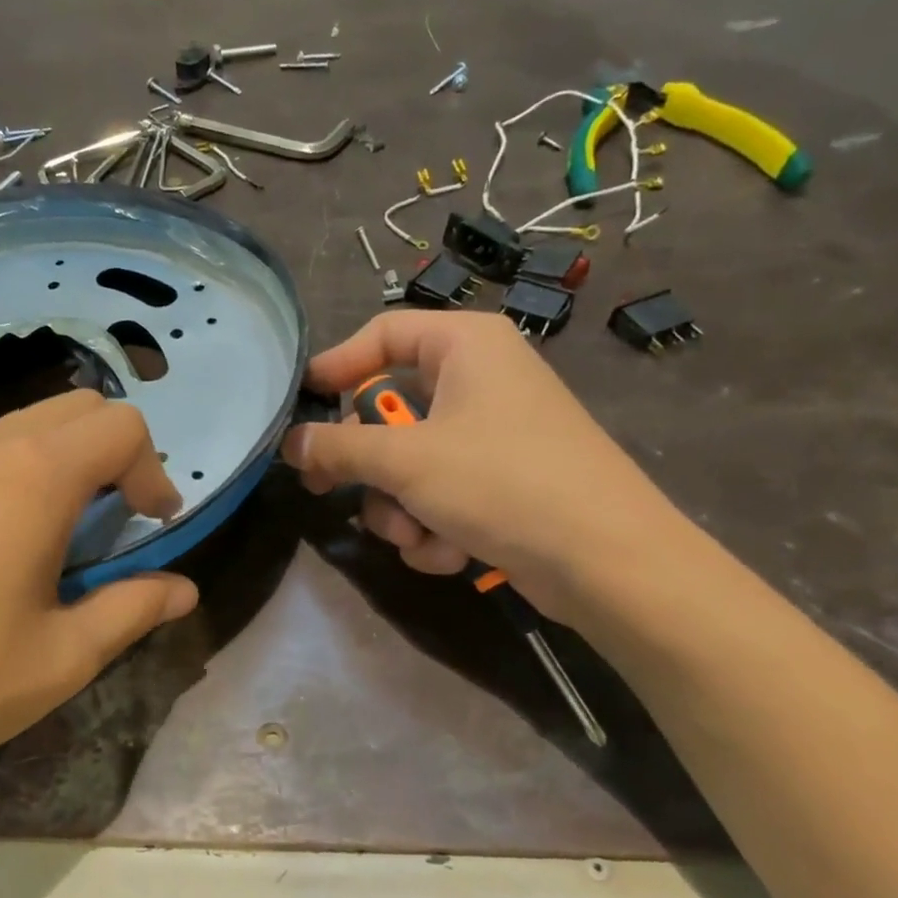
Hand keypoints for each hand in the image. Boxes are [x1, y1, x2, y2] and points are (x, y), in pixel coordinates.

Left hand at [0, 391, 197, 833]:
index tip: (152, 525)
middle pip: (72, 410)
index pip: (122, 426)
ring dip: (53, 463)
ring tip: (46, 536)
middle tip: (112, 520)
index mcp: (34, 476)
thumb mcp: (65, 656)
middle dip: (110, 453)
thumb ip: (133, 609)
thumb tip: (184, 591)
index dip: (153, 470)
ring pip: (14, 429)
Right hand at [281, 311, 684, 618]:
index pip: (382, 334)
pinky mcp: (502, 484)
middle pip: (390, 409)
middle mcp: (480, 381)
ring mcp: (493, 436)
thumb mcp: (405, 461)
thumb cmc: (502, 483)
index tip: (299, 403)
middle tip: (327, 489)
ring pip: (409, 463)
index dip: (335, 365)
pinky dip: (433, 526)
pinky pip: (439, 495)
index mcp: (466, 346)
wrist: (608, 563)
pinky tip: (451, 552)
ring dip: (398, 508)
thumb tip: (288, 444)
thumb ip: (337, 449)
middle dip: (368, 465)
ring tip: (415, 535)